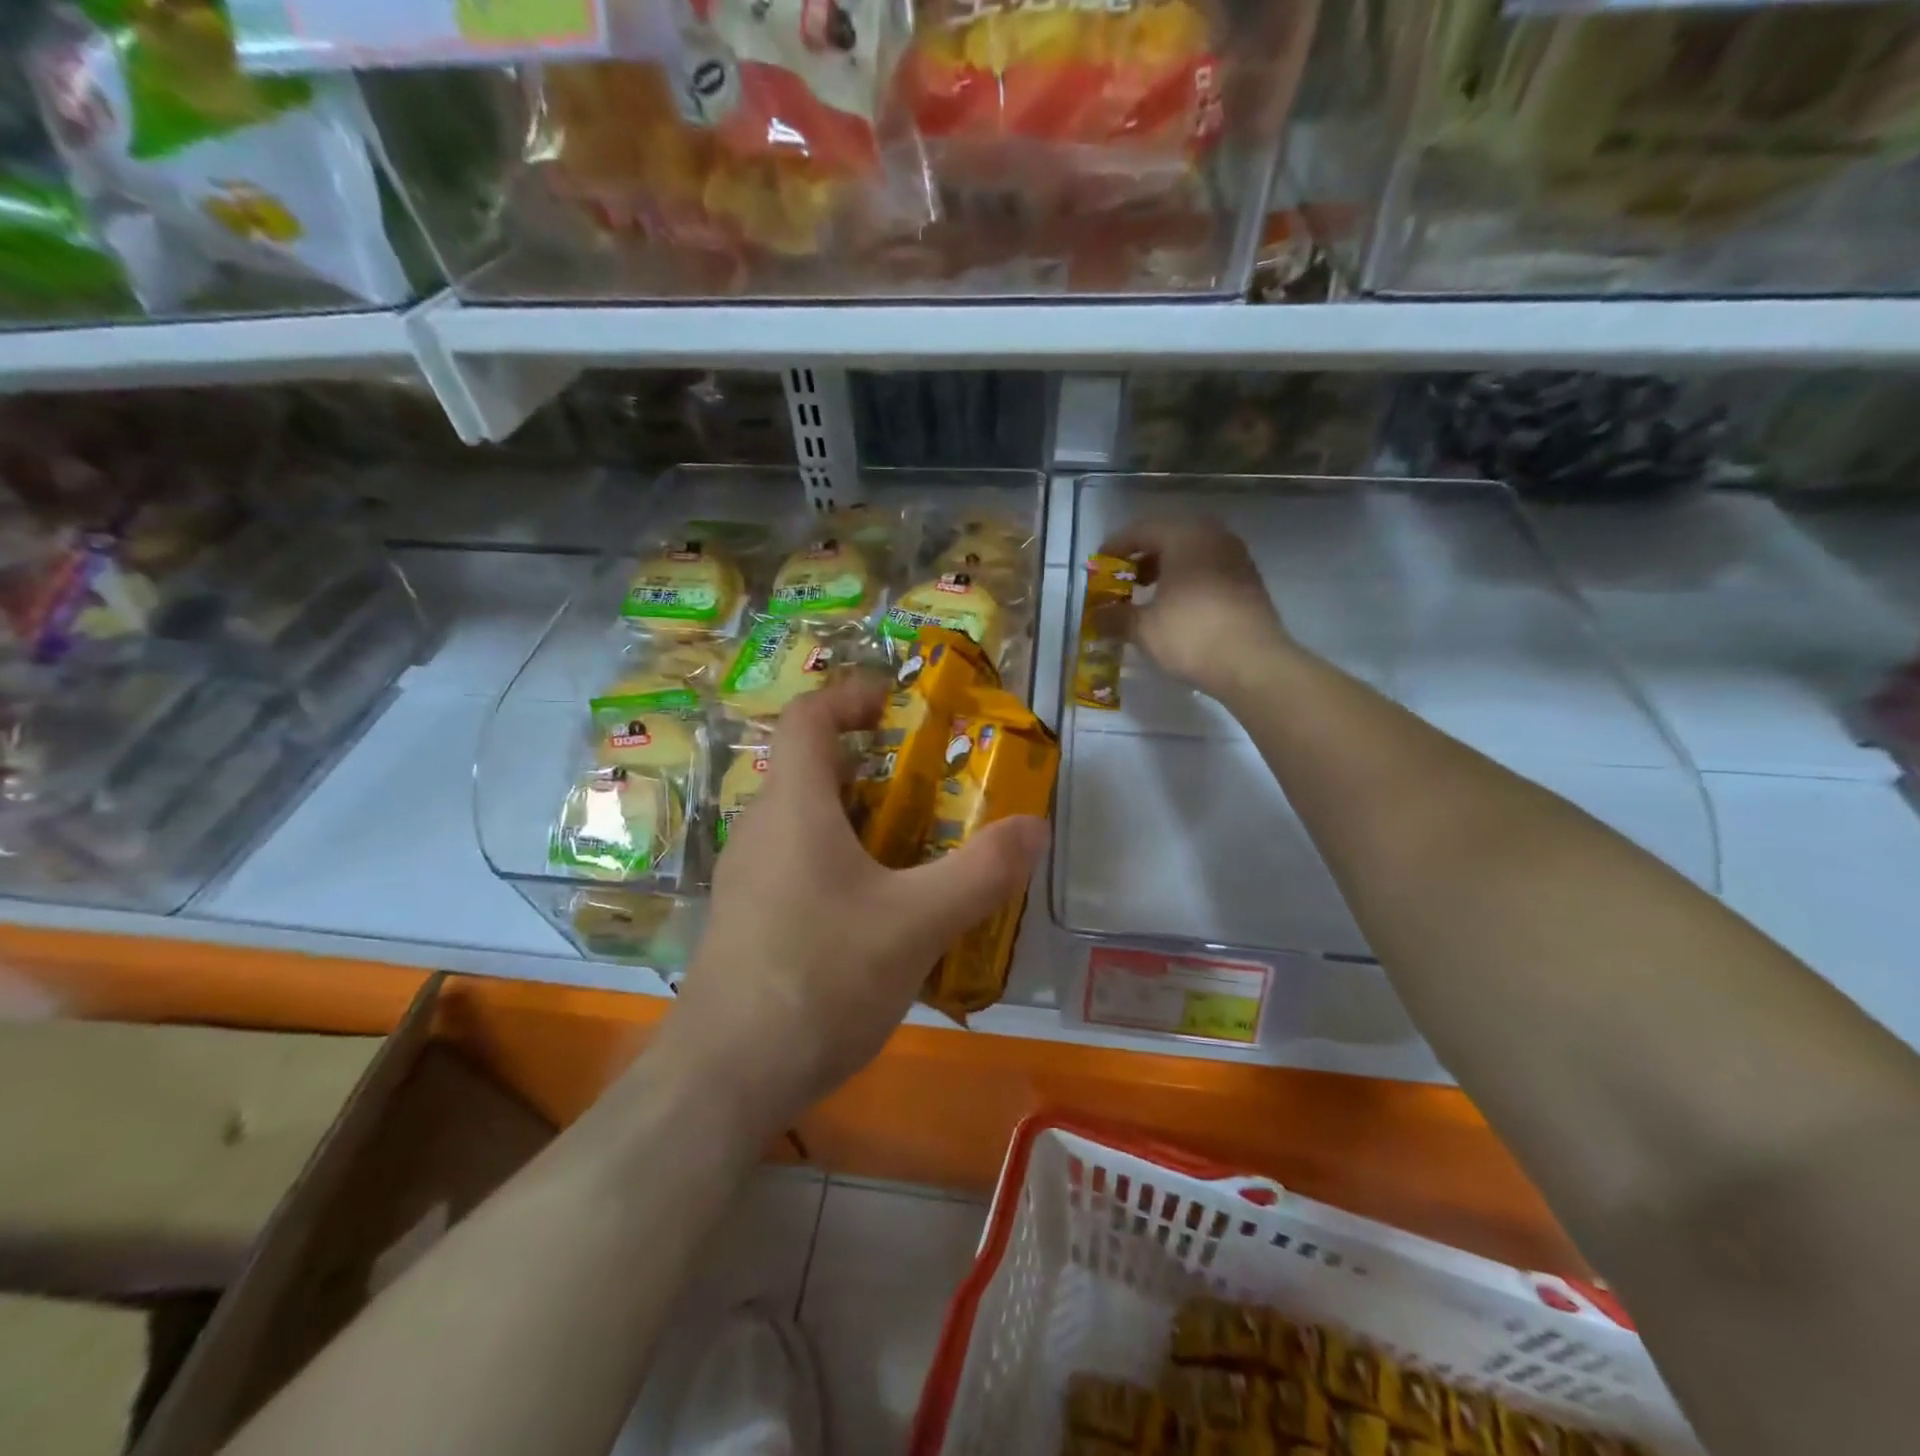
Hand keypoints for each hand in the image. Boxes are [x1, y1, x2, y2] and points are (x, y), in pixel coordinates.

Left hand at [664, 676, 1048, 1132]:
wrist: (724, 1079)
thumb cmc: (820, 979)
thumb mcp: (917, 924)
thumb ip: (981, 872)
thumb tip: (1035, 826)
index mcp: (794, 807)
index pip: (808, 718)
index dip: (850, 696)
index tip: (897, 704)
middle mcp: (762, 830)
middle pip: (814, 770)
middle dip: (875, 767)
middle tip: (933, 789)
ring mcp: (749, 879)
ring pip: (809, 823)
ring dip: (863, 821)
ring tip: (920, 852)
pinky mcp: (749, 921)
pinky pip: (801, 867)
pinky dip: (845, 865)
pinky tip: (882, 916)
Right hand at [1100, 517, 1290, 702]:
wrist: (1254, 664)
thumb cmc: (1192, 635)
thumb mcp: (1143, 628)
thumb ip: (1114, 617)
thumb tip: (1094, 617)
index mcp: (1185, 536)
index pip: (1141, 530)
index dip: (1115, 548)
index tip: (1098, 566)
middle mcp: (1214, 537)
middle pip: (1168, 539)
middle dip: (1141, 560)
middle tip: (1121, 581)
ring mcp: (1236, 558)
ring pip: (1190, 556)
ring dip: (1165, 572)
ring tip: (1145, 597)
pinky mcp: (1248, 583)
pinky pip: (1208, 572)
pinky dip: (1186, 583)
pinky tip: (1174, 609)